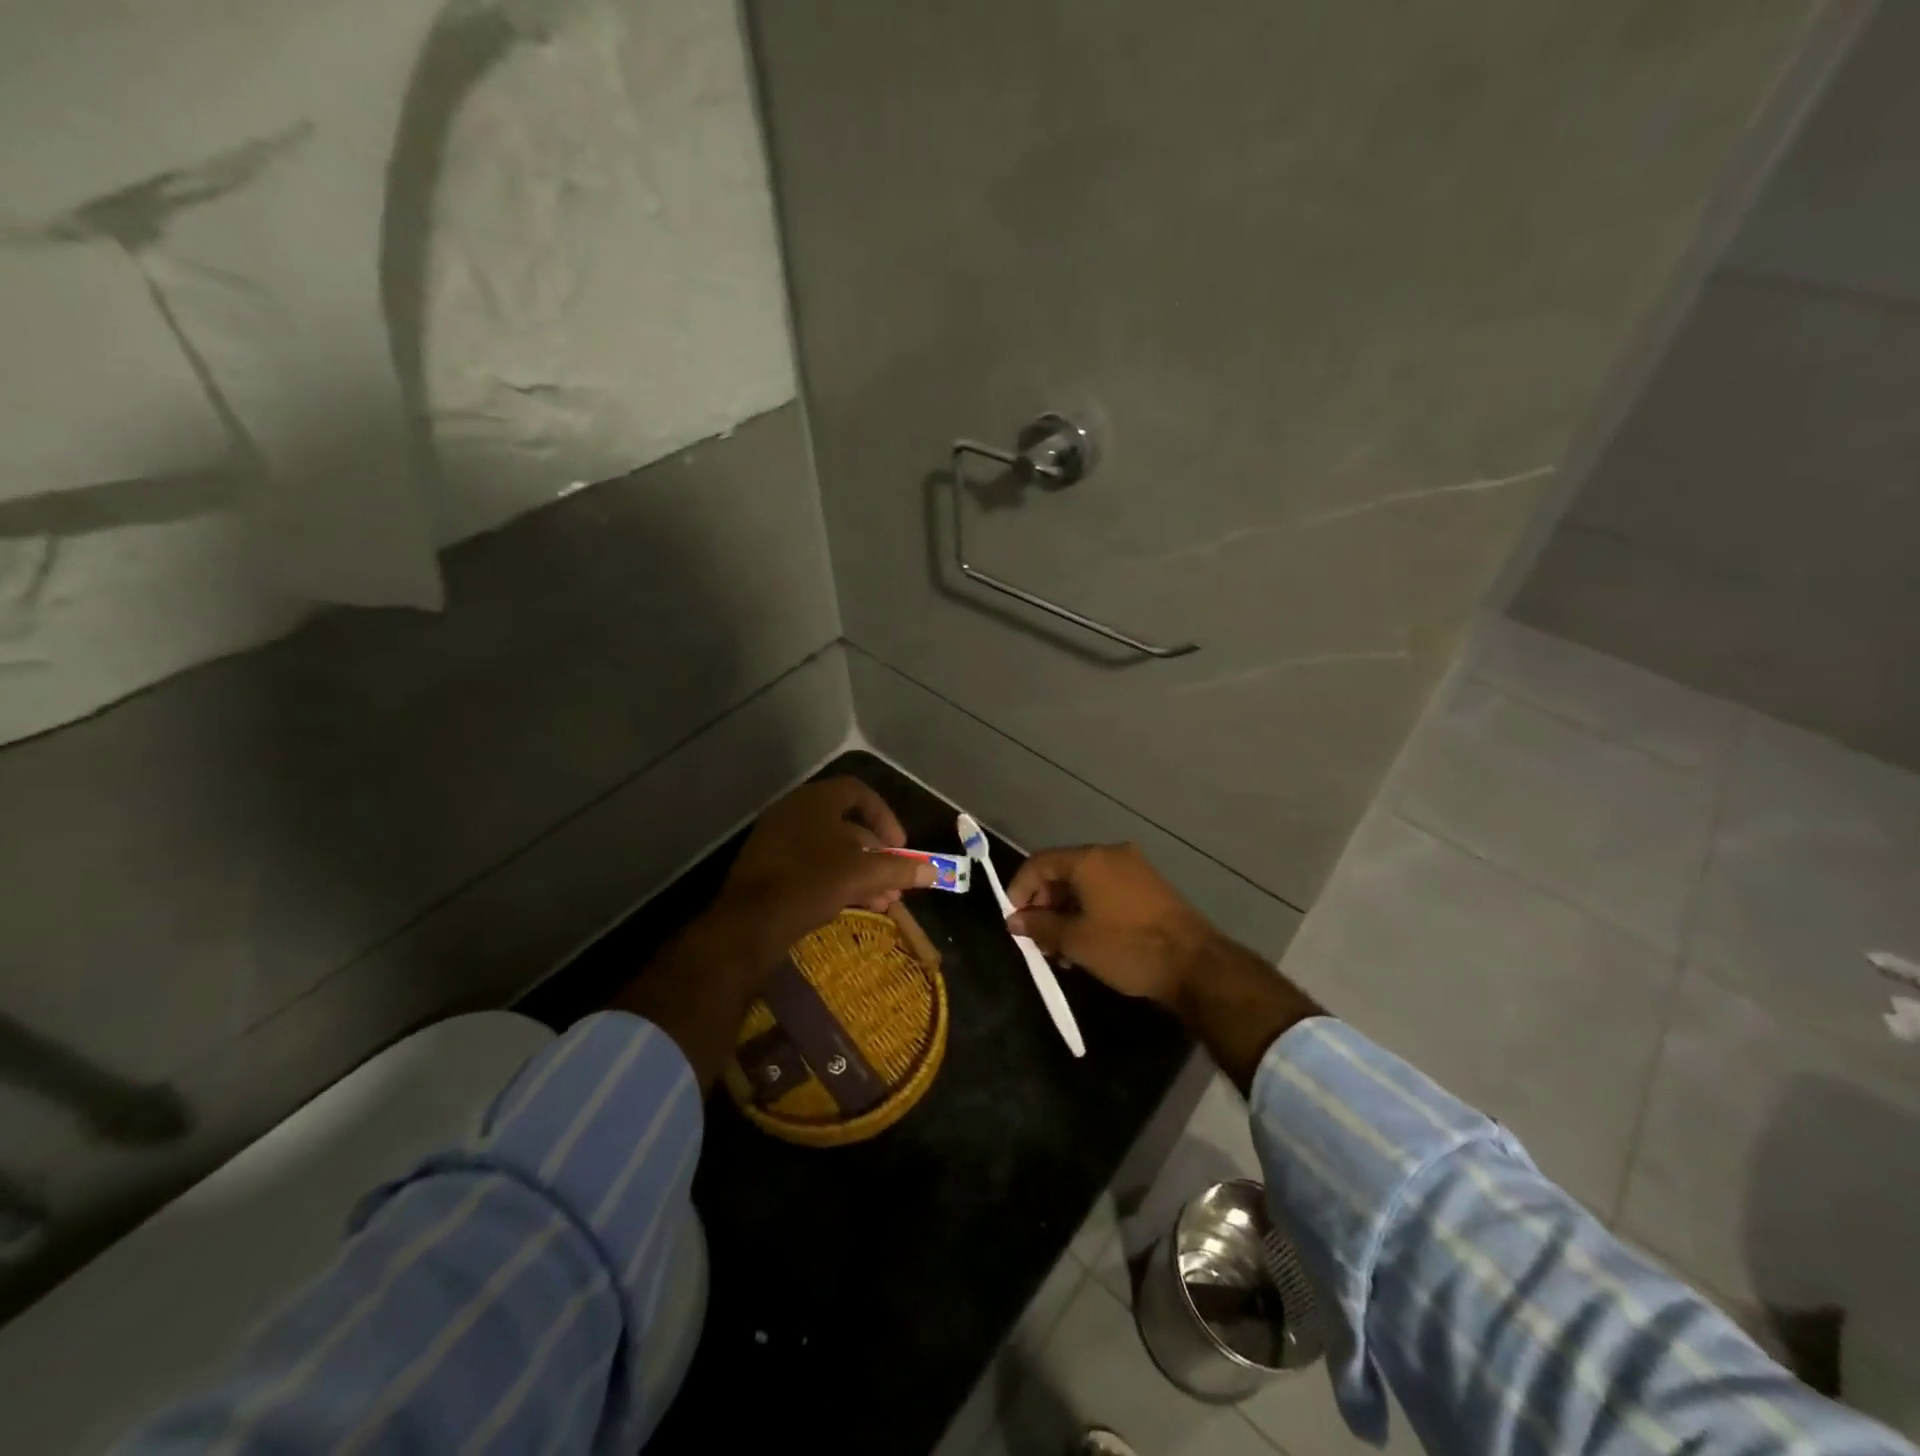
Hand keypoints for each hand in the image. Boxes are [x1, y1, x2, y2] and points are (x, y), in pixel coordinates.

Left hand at [713, 777, 935, 954]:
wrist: (747, 924)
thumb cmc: (809, 884)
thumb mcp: (862, 874)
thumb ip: (899, 869)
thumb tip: (934, 871)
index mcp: (815, 801)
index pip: (859, 793)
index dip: (885, 816)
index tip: (901, 845)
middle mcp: (794, 813)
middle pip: (847, 825)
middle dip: (877, 854)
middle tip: (896, 880)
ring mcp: (778, 841)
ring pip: (831, 850)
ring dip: (862, 872)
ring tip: (883, 902)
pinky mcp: (768, 869)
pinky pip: (812, 867)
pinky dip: (837, 881)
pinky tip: (855, 907)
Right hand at [1005, 843, 1217, 1007]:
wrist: (1195, 965)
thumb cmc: (1127, 947)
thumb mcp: (1076, 941)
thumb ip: (1040, 927)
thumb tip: (1015, 922)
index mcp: (1090, 859)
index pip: (1039, 862)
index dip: (1019, 890)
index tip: (1014, 921)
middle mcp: (1111, 854)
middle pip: (1062, 871)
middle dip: (1044, 904)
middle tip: (1038, 939)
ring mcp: (1134, 869)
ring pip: (1085, 884)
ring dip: (1066, 912)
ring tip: (1061, 950)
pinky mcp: (1149, 887)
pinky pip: (1106, 891)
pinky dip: (1089, 911)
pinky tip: (1087, 943)